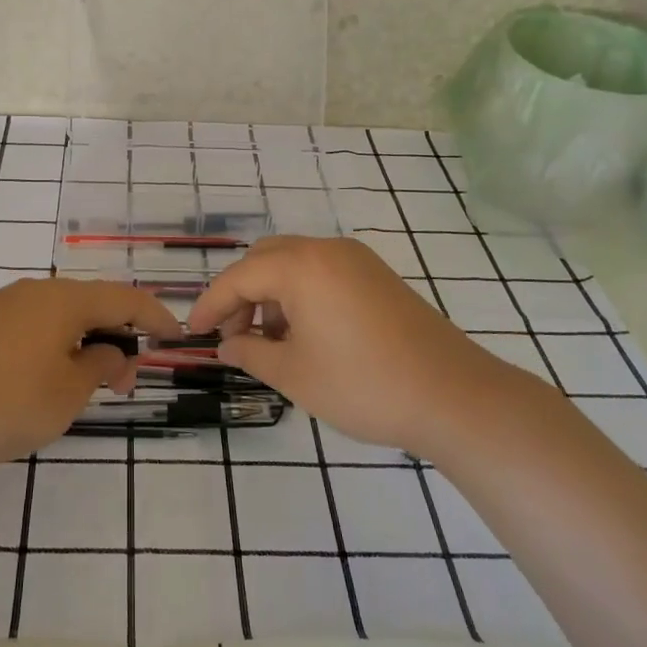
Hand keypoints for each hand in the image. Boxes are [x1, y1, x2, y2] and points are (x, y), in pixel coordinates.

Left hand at [0, 278, 181, 469]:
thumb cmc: (1, 402)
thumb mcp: (65, 394)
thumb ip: (97, 366)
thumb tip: (108, 350)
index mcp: (62, 300)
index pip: (124, 299)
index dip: (154, 316)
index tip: (175, 336)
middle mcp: (32, 292)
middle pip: (89, 305)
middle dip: (115, 338)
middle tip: (123, 382)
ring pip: (55, 318)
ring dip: (80, 345)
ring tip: (82, 386)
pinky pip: (26, 329)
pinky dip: (48, 348)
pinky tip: (37, 381)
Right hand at [187, 236, 523, 454]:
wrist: (454, 397)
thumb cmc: (363, 385)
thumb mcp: (294, 375)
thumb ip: (251, 354)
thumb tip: (227, 346)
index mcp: (301, 266)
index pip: (239, 277)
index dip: (210, 305)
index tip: (192, 333)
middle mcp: (327, 250)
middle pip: (265, 259)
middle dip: (241, 296)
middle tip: (234, 338)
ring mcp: (357, 260)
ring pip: (294, 264)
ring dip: (271, 295)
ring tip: (270, 343)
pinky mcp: (378, 277)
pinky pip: (323, 273)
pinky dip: (301, 295)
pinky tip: (305, 335)